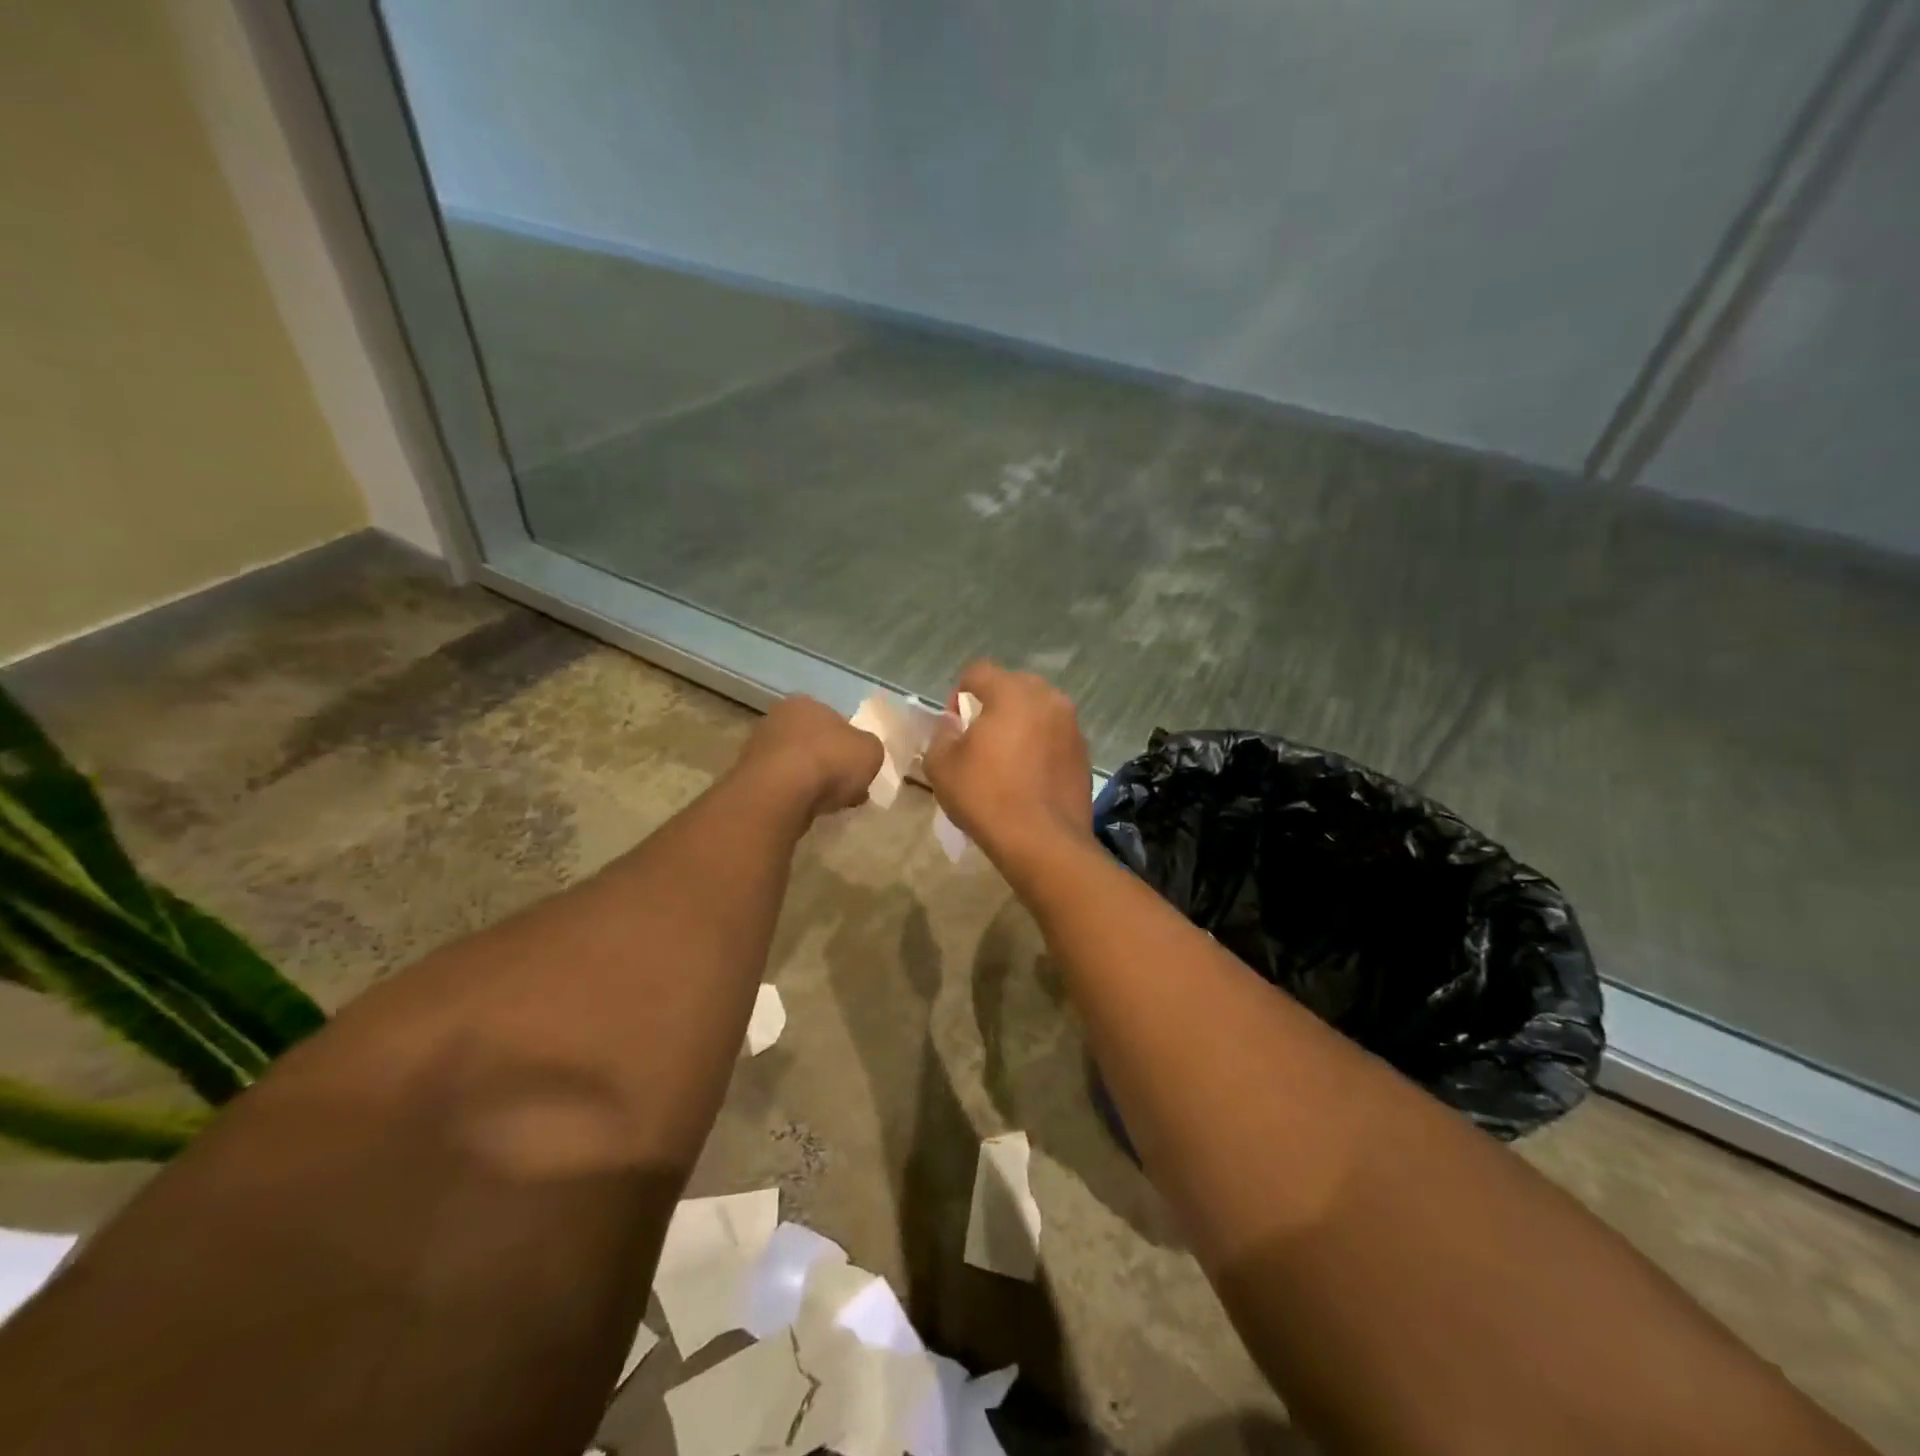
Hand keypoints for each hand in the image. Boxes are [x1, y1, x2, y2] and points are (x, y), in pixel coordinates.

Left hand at [738, 695, 883, 818]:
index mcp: (805, 703)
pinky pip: (783, 787)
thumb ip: (870, 749)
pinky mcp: (749, 779)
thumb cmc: (829, 760)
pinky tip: (809, 810)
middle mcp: (777, 719)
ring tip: (831, 804)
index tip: (860, 767)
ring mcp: (758, 749)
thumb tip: (862, 756)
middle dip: (831, 764)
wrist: (780, 793)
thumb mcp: (871, 751)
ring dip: (813, 782)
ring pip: (797, 766)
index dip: (850, 744)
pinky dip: (796, 797)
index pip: (834, 720)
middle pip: (813, 743)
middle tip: (848, 787)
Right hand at [923, 661, 1091, 868]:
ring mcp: (1071, 725)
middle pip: (1012, 685)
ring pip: (1038, 710)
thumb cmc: (987, 797)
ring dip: (1019, 723)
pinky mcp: (1084, 752)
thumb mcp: (942, 766)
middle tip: (979, 739)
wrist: (1044, 842)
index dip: (959, 692)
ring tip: (1005, 758)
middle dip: (993, 704)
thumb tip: (952, 723)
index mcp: (1012, 693)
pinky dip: (1040, 744)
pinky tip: (1029, 775)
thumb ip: (941, 734)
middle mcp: (1048, 698)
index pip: (978, 671)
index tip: (955, 725)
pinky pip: (1054, 735)